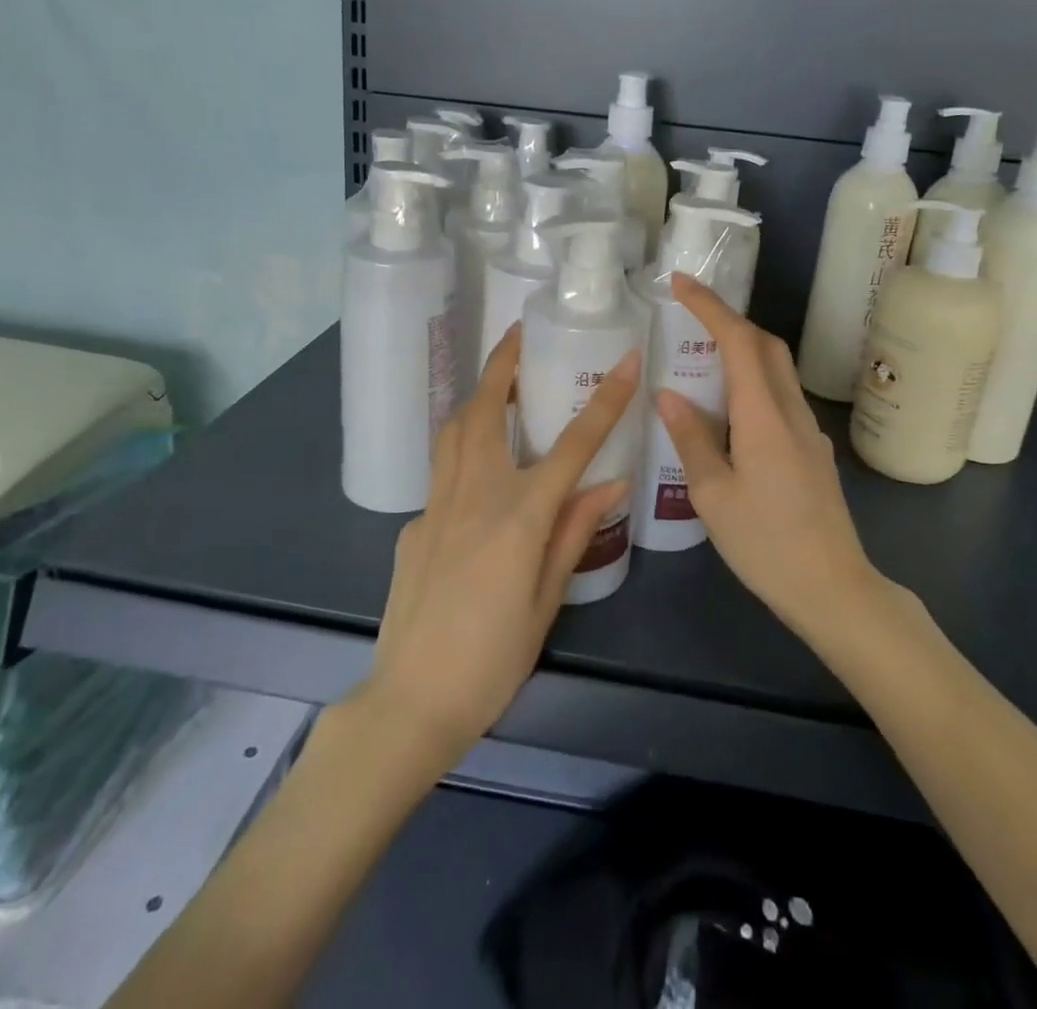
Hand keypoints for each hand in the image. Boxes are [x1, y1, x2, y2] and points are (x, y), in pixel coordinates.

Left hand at [363, 325, 638, 762]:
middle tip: (520, 336)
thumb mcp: (547, 600)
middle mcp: (474, 494)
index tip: (626, 359)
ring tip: (496, 382)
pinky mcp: (413, 524)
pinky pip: (442, 474)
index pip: (573, 443)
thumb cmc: (492, 658)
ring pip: (453, 430)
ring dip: (475, 395)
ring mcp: (436, 505)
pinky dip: (463, 453)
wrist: (411, 700)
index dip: (605, 400)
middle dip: (503, 364)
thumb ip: (574, 532)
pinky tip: (477, 474)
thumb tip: (610, 482)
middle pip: (485, 409)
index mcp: (518, 513)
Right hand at [655, 273, 885, 641]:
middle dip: (729, 320)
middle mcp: (791, 412)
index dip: (710, 306)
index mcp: (764, 416)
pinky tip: (730, 413)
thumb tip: (669, 394)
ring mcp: (808, 431)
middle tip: (689, 316)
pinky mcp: (813, 451)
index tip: (680, 284)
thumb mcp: (714, 495)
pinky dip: (753, 383)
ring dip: (743, 350)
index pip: (739, 341)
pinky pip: (781, 398)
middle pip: (766, 346)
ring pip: (777, 370)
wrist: (834, 589)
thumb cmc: (766, 544)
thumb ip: (691, 438)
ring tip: (702, 359)